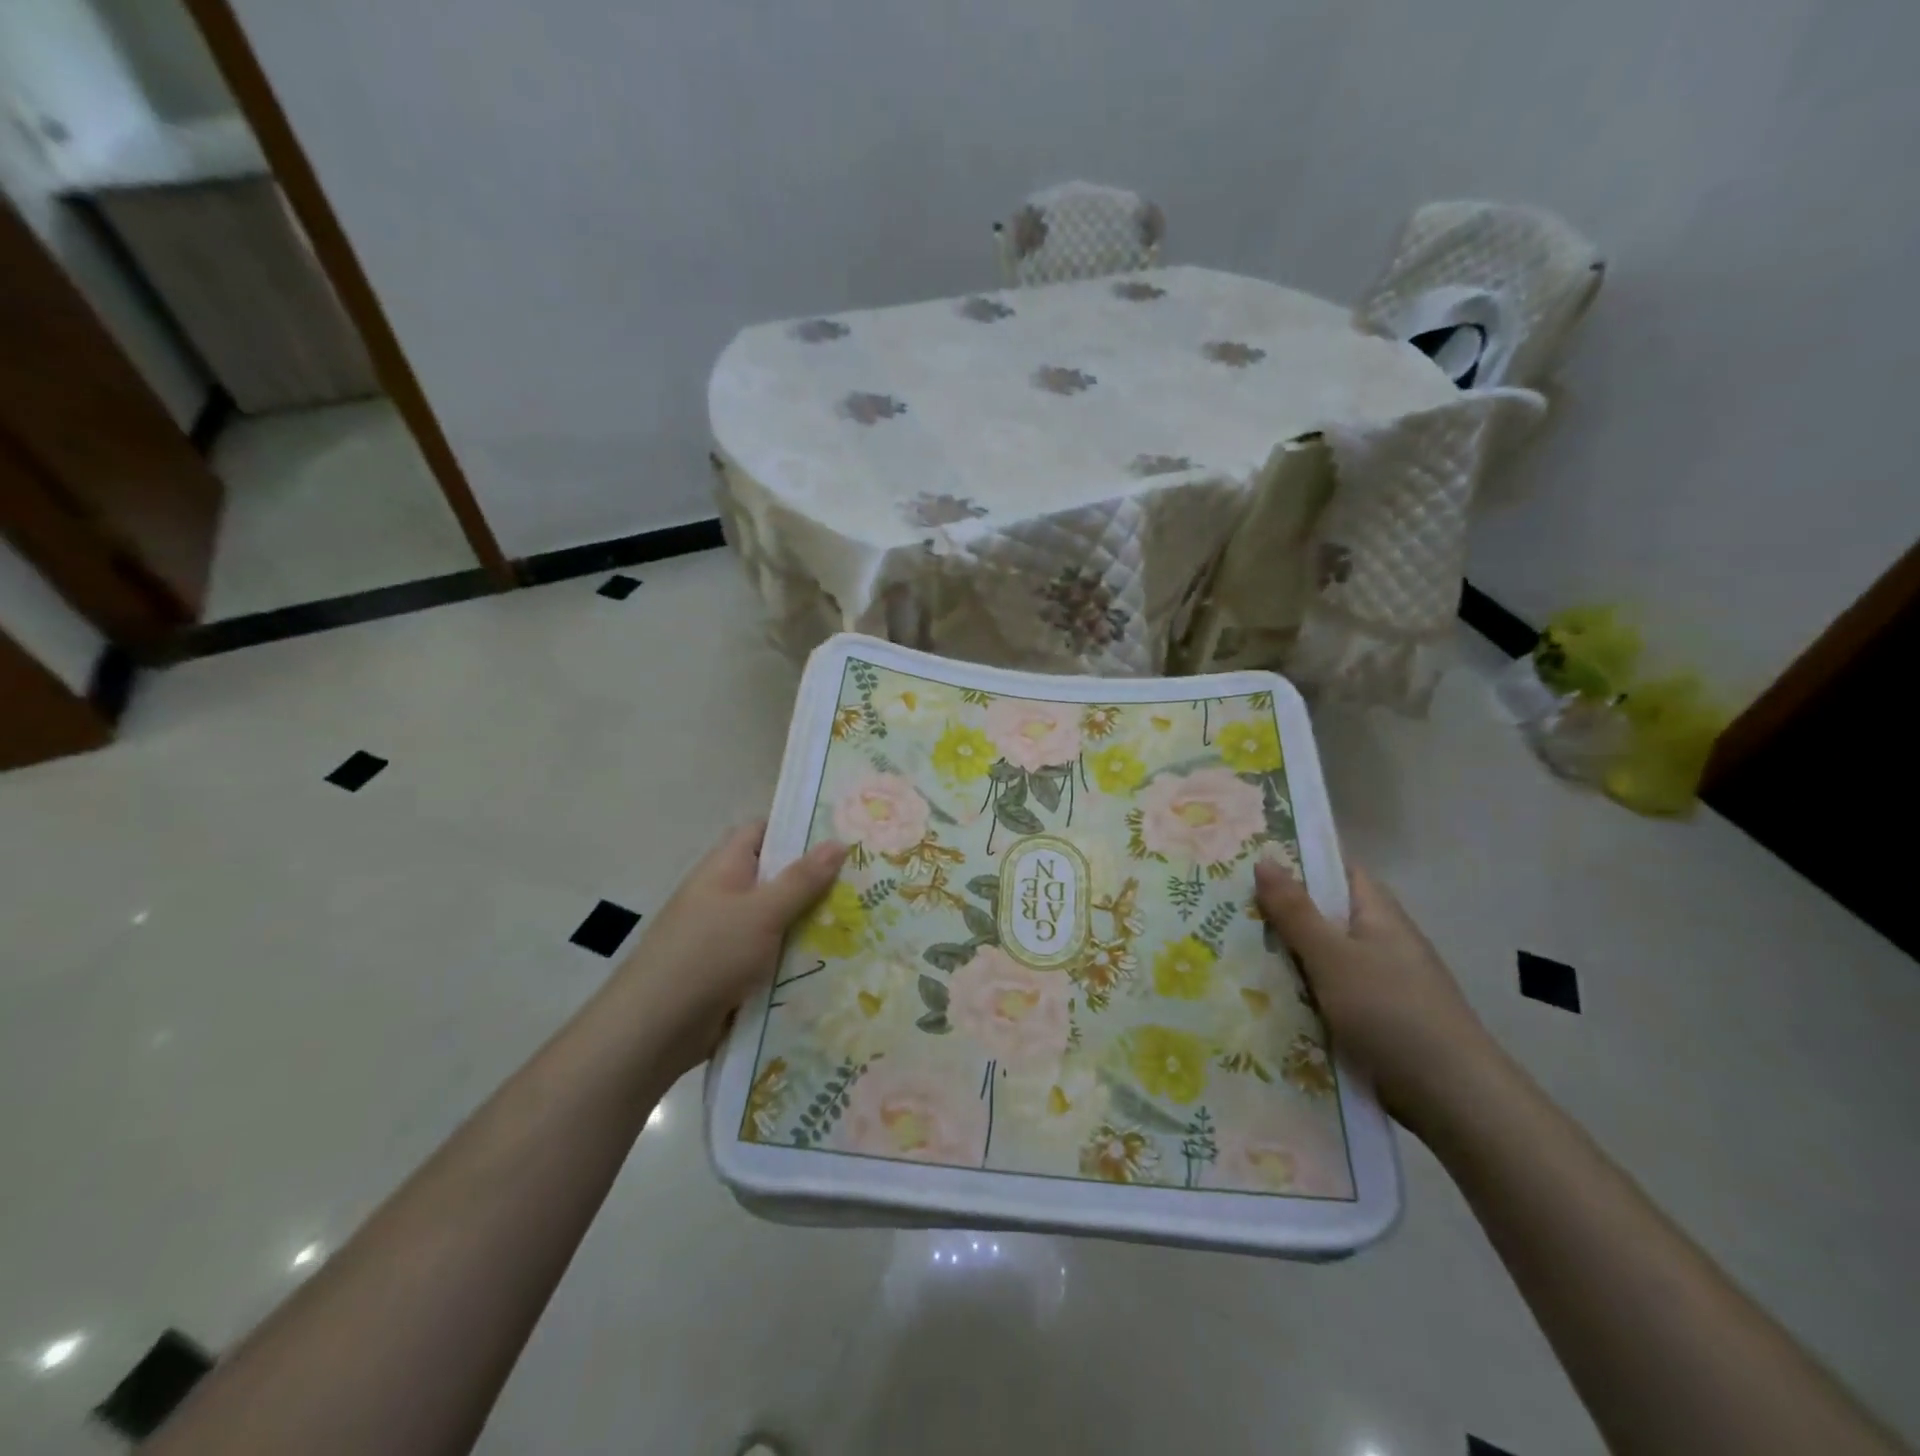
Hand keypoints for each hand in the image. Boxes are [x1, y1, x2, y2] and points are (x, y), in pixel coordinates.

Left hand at [613, 822, 846, 1078]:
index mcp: (724, 868)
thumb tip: (839, 842)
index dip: (796, 828)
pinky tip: (834, 960)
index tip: (840, 834)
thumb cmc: (709, 954)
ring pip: (778, 918)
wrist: (656, 1028)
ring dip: (810, 922)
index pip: (761, 831)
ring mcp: (726, 935)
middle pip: (775, 877)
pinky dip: (796, 955)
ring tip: (862, 920)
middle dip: (815, 880)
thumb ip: (802, 879)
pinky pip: (772, 953)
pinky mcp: (732, 971)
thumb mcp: (763, 912)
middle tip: (864, 880)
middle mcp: (724, 895)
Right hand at [1254, 857, 1497, 1133]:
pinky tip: (1260, 998)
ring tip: (1227, 949)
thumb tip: (1264, 859)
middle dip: (1279, 912)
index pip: (1337, 870)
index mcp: (1378, 914)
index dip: (1298, 861)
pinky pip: (1325, 993)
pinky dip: (1298, 992)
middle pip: (1323, 915)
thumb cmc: (1391, 1011)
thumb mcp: (1333, 956)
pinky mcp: (1373, 1019)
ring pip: (1320, 957)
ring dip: (1284, 956)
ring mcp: (1379, 982)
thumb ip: (1296, 911)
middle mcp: (1380, 942)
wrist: (1452, 1098)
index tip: (1249, 859)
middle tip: (1223, 906)